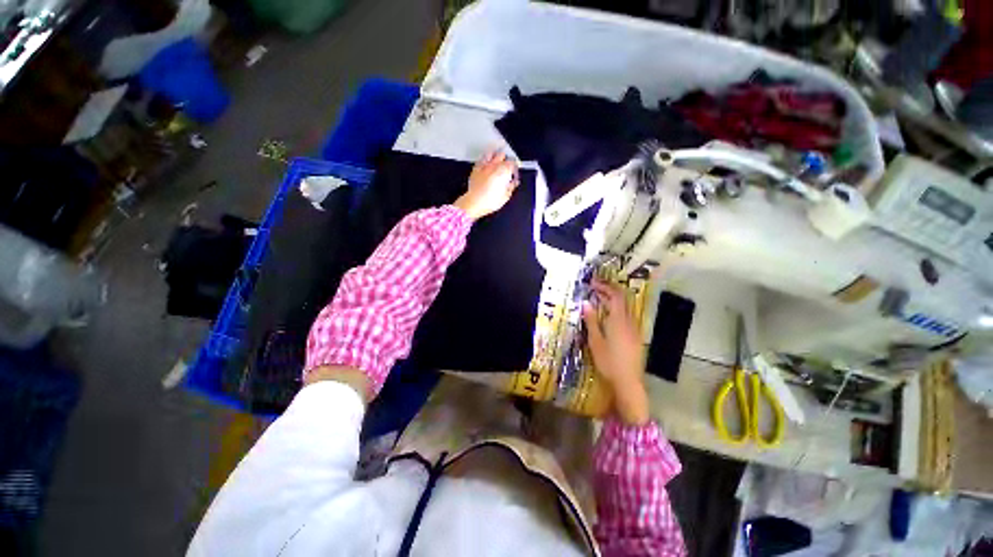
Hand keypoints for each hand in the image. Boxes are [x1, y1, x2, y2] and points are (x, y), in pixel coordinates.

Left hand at [454, 150, 519, 220]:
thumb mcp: (506, 196)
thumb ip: (511, 187)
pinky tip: (487, 164)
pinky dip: (485, 159)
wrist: (475, 202)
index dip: (515, 167)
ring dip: (495, 156)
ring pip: (491, 153)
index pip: (513, 163)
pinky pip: (481, 159)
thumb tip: (514, 182)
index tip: (515, 173)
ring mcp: (484, 166)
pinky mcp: (476, 168)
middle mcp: (494, 165)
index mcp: (504, 171)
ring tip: (497, 161)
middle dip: (506, 159)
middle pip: (502, 155)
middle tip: (507, 166)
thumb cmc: (490, 201)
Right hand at [582, 279, 650, 425]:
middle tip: (595, 287)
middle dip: (609, 289)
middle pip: (622, 299)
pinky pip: (626, 315)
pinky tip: (608, 315)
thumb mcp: (595, 341)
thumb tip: (585, 303)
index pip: (614, 296)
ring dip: (613, 299)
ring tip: (599, 298)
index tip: (592, 283)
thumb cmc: (609, 362)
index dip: (605, 286)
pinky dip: (617, 309)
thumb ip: (591, 321)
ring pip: (625, 307)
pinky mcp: (635, 336)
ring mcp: (634, 329)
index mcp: (618, 321)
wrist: (628, 382)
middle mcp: (629, 321)